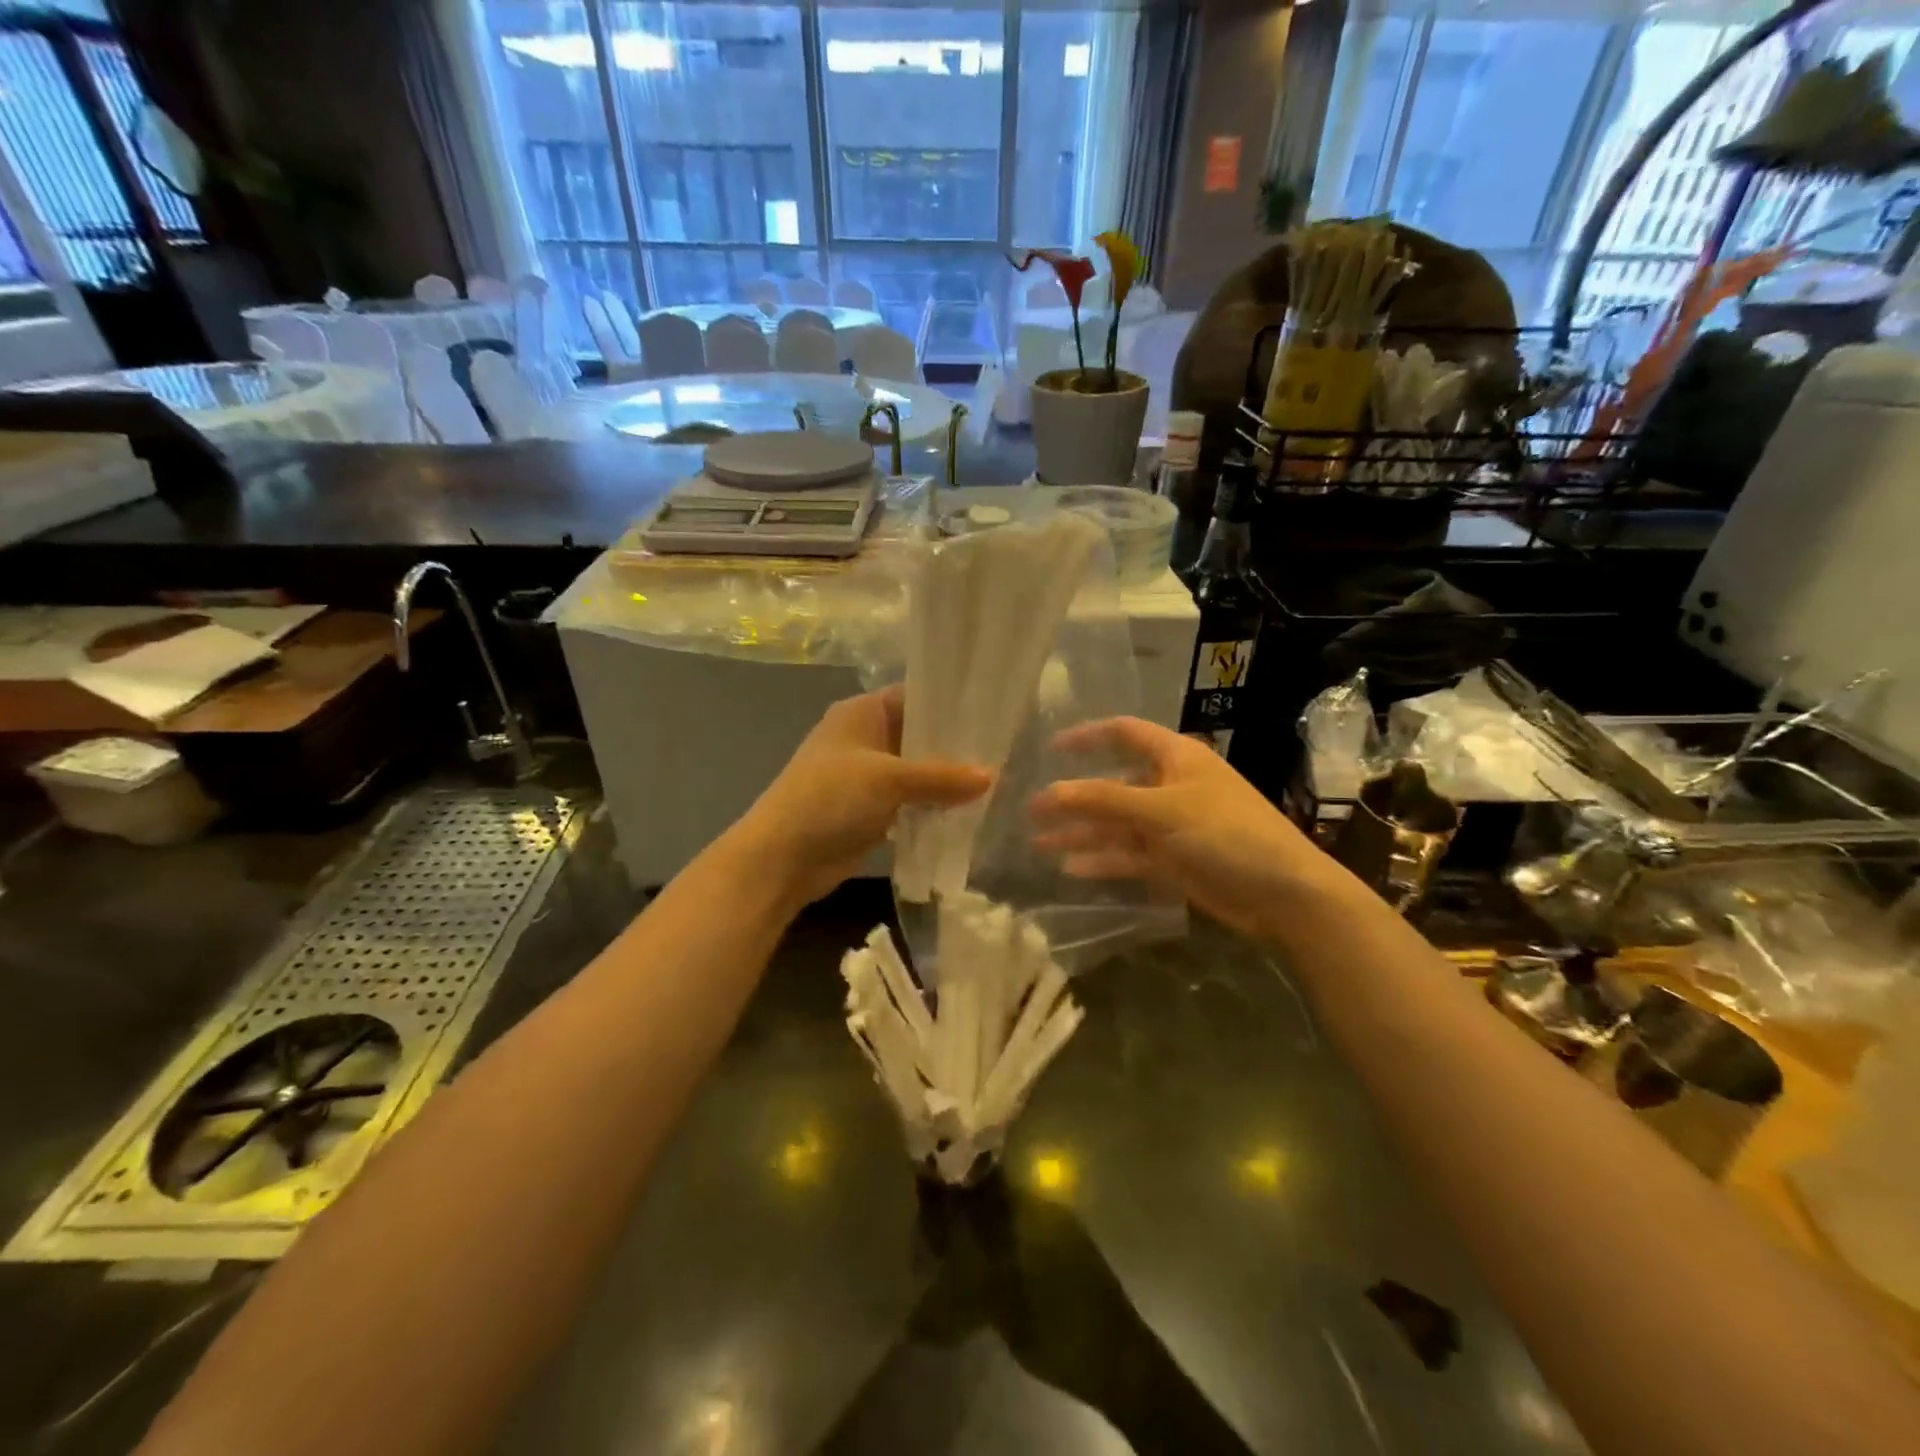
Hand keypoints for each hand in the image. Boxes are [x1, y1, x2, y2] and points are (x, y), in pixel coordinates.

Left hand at [738, 687, 990, 908]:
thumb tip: (992, 776)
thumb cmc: (831, 798)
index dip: (951, 703)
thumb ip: (942, 777)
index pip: (915, 696)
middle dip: (954, 747)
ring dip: (944, 781)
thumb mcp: (890, 779)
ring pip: (915, 771)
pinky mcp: (868, 809)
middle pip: (918, 735)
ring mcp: (865, 775)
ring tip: (994, 782)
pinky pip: (908, 801)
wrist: (782, 857)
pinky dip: (930, 806)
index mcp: (862, 712)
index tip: (992, 714)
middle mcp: (864, 737)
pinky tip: (966, 812)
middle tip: (1003, 752)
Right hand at [1028, 717, 1345, 942]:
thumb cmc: (1225, 832)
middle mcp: (1170, 787)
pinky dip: (1102, 860)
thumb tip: (1051, 791)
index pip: (1124, 733)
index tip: (1050, 747)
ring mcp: (1171, 826)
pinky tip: (1070, 869)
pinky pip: (1129, 855)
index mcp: (1175, 758)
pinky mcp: (1173, 860)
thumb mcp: (1161, 809)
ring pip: (1116, 824)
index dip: (1087, 736)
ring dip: (1081, 833)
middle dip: (1074, 797)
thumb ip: (1103, 799)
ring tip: (1038, 843)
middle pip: (1112, 785)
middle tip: (1031, 810)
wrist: (1281, 892)